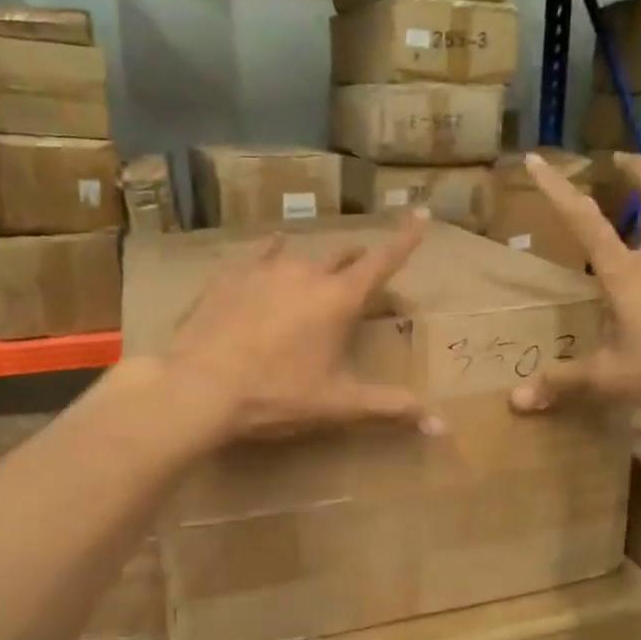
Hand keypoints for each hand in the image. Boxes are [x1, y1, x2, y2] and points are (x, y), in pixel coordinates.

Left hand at [165, 211, 441, 441]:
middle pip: (343, 256)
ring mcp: (265, 269)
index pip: (383, 261)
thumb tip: (441, 426)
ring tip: (316, 275)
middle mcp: (307, 273)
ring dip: (316, 264)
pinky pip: (259, 253)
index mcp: (339, 300)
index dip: (405, 238)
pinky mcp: (230, 275)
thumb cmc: (276, 395)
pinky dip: (272, 252)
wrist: (199, 387)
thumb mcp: (337, 405)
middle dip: (358, 262)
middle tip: (363, 277)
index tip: (420, 213)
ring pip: (302, 255)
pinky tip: (272, 248)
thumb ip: (390, 408)